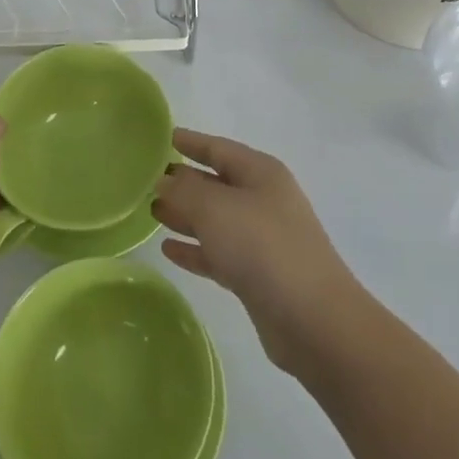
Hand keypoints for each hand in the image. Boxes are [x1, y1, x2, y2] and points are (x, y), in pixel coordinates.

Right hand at [154, 129, 359, 373]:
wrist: (313, 320)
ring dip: (185, 215)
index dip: (190, 141)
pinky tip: (168, 250)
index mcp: (260, 173)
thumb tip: (164, 179)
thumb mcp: (215, 208)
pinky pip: (218, 253)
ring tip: (151, 212)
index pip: (218, 148)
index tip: (161, 138)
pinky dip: (195, 249)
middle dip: (183, 181)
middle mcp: (263, 200)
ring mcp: (262, 239)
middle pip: (216, 183)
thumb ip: (183, 190)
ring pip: (215, 220)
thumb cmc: (263, 247)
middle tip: (145, 180)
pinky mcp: (256, 275)